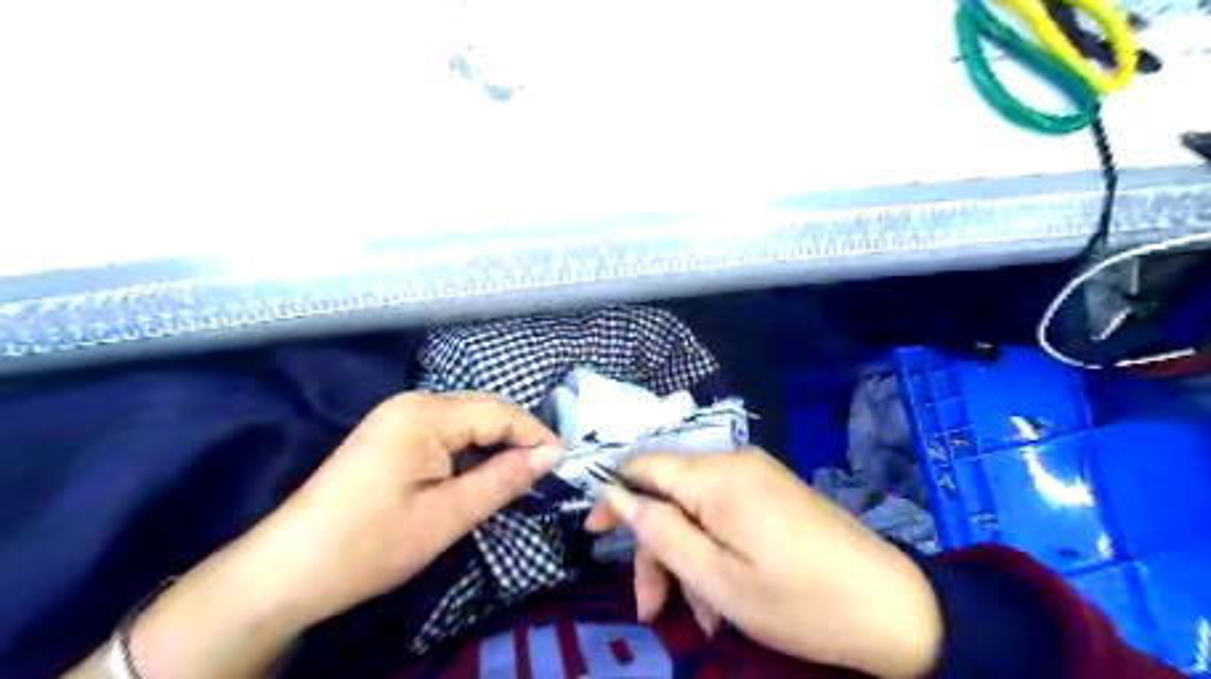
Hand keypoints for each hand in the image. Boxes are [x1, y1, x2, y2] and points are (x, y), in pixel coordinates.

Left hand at [62, 393, 557, 677]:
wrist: (283, 572)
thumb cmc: (369, 545)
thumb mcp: (447, 516)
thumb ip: (504, 479)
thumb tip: (552, 456)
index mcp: (427, 414)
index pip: (501, 412)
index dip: (537, 436)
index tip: (567, 463)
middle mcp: (413, 402)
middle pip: (484, 410)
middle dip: (518, 438)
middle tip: (547, 472)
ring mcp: (397, 416)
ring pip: (466, 421)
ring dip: (495, 445)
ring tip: (520, 476)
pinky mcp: (389, 434)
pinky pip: (445, 432)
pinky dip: (469, 451)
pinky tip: (479, 475)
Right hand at [588, 451, 945, 678]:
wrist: (894, 608)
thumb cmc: (798, 600)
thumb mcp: (716, 576)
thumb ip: (658, 531)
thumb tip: (615, 496)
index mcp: (715, 475)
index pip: (642, 465)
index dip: (612, 496)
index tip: (593, 535)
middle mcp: (733, 461)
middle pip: (669, 493)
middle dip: (655, 548)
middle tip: (653, 607)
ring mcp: (756, 475)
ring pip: (696, 509)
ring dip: (686, 558)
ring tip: (701, 616)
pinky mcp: (772, 492)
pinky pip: (724, 514)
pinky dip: (713, 550)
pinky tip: (724, 596)